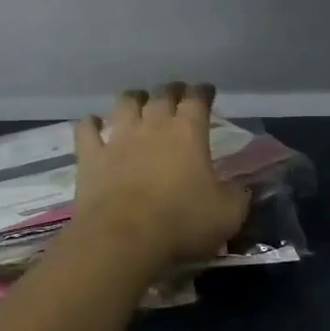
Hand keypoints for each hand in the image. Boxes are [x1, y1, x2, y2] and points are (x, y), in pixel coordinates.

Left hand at [70, 83, 251, 274]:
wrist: (122, 240)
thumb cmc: (181, 223)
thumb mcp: (228, 214)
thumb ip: (238, 195)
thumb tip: (242, 187)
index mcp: (188, 132)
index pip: (198, 98)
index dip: (203, 92)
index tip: (207, 91)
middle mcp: (153, 125)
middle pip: (162, 94)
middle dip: (172, 90)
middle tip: (176, 94)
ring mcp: (119, 138)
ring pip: (125, 103)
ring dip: (133, 98)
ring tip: (138, 101)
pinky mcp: (91, 156)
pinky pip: (86, 129)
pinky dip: (91, 123)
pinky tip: (93, 123)